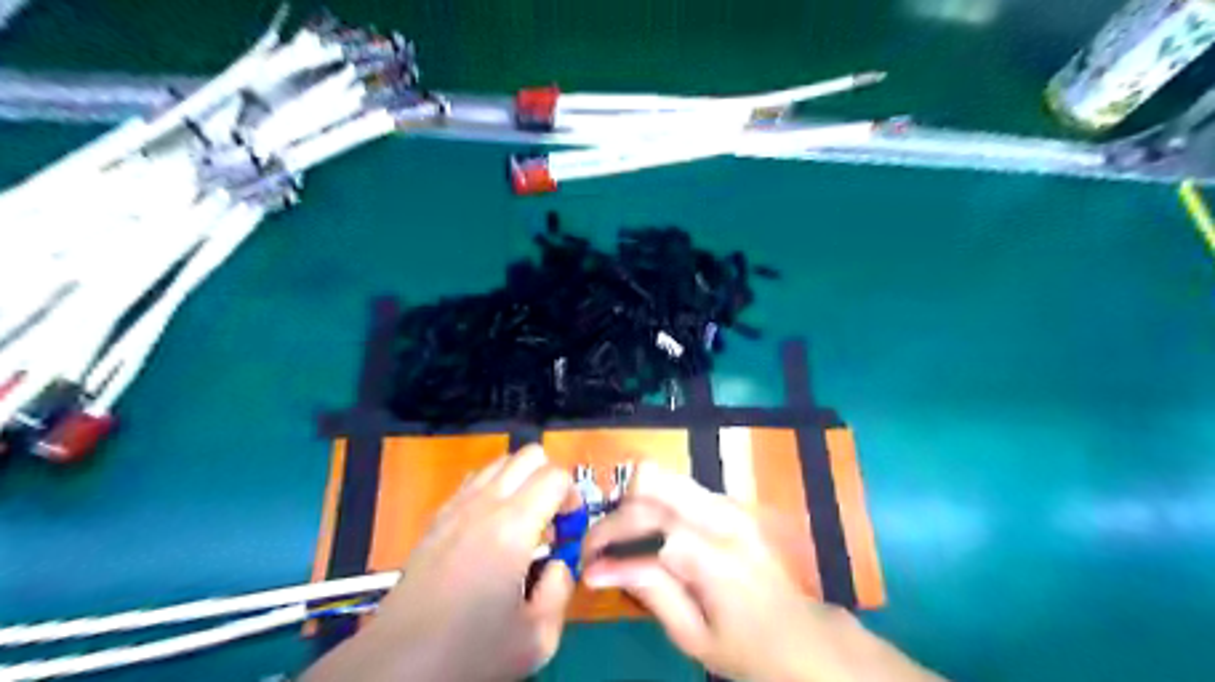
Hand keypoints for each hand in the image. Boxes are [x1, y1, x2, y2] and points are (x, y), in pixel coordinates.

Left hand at [309, 446, 580, 681]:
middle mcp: (484, 504)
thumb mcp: (537, 638)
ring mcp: (455, 507)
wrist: (396, 665)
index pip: (555, 476)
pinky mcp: (436, 519)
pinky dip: (494, 490)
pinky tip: (491, 530)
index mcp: (513, 526)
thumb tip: (559, 564)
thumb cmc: (470, 652)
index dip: (573, 497)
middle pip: (529, 455)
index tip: (569, 530)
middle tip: (551, 520)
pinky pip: (474, 481)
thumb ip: (561, 588)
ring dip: (521, 481)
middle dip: (550, 479)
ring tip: (522, 523)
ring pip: (500, 462)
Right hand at [578, 460, 936, 681]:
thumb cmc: (746, 648)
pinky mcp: (729, 503)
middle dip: (616, 514)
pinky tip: (649, 537)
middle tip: (600, 548)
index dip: (609, 540)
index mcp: (716, 555)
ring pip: (663, 477)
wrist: (799, 634)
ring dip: (633, 505)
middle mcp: (722, 517)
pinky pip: (677, 488)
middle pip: (651, 485)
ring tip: (622, 542)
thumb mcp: (693, 636)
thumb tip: (597, 569)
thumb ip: (649, 593)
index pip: (648, 525)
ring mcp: (729, 504)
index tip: (586, 564)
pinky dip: (652, 504)